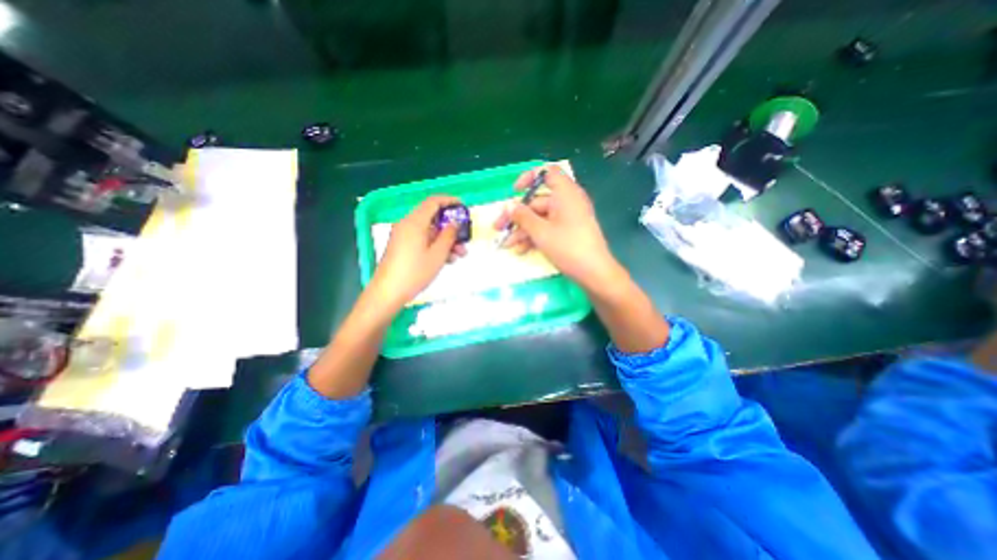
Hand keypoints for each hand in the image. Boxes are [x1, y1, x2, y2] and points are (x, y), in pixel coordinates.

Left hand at [369, 195, 466, 313]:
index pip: (433, 201)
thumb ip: (449, 235)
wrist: (388, 292)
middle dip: (451, 228)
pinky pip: (422, 240)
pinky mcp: (402, 247)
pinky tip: (447, 260)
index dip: (450, 201)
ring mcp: (404, 236)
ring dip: (446, 240)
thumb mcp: (438, 254)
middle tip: (465, 239)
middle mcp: (407, 225)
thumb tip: (455, 223)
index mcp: (415, 222)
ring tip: (460, 255)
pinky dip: (435, 246)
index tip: (463, 208)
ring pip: (429, 231)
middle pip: (433, 218)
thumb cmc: (415, 272)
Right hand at [497, 163, 625, 290]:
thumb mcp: (541, 232)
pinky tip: (521, 250)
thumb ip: (522, 217)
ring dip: (522, 230)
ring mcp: (568, 218)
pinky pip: (548, 228)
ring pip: (540, 218)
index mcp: (565, 193)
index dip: (529, 178)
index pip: (547, 172)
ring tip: (507, 244)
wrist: (594, 273)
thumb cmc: (568, 247)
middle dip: (517, 215)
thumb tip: (509, 206)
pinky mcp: (568, 232)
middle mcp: (567, 202)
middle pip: (537, 201)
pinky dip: (534, 236)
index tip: (514, 191)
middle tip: (499, 228)